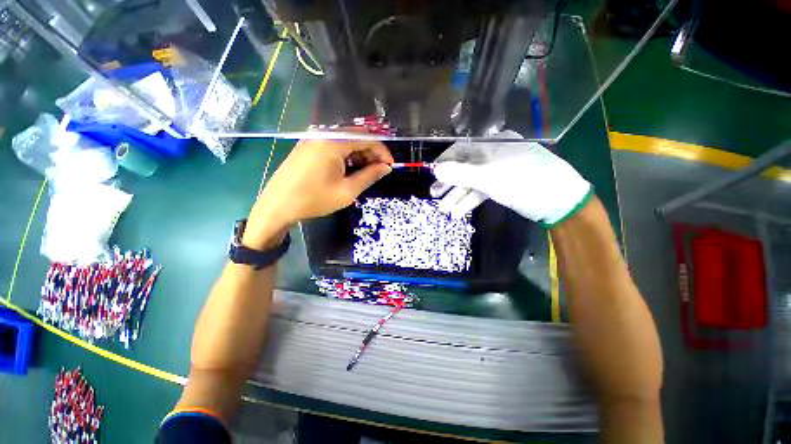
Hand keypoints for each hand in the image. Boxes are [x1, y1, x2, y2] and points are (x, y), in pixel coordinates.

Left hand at [244, 139, 392, 247]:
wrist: (277, 206)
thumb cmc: (314, 199)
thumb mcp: (347, 191)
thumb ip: (369, 176)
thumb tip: (386, 167)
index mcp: (333, 142)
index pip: (367, 138)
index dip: (382, 151)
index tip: (390, 166)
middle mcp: (323, 134)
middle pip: (356, 138)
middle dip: (371, 154)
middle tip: (379, 172)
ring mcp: (314, 139)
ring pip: (345, 142)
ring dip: (359, 156)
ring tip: (365, 174)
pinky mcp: (308, 146)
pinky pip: (334, 147)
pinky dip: (346, 157)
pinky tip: (349, 171)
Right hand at [431, 131, 592, 226]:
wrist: (559, 201)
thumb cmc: (523, 181)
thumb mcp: (489, 177)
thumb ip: (460, 174)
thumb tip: (435, 170)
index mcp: (493, 144)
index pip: (462, 149)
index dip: (445, 162)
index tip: (432, 174)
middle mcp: (494, 155)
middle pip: (464, 167)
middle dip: (449, 183)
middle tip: (434, 195)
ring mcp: (498, 172)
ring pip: (472, 182)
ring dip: (457, 196)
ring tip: (443, 209)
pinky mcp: (502, 186)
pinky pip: (481, 191)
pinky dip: (469, 201)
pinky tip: (458, 212)